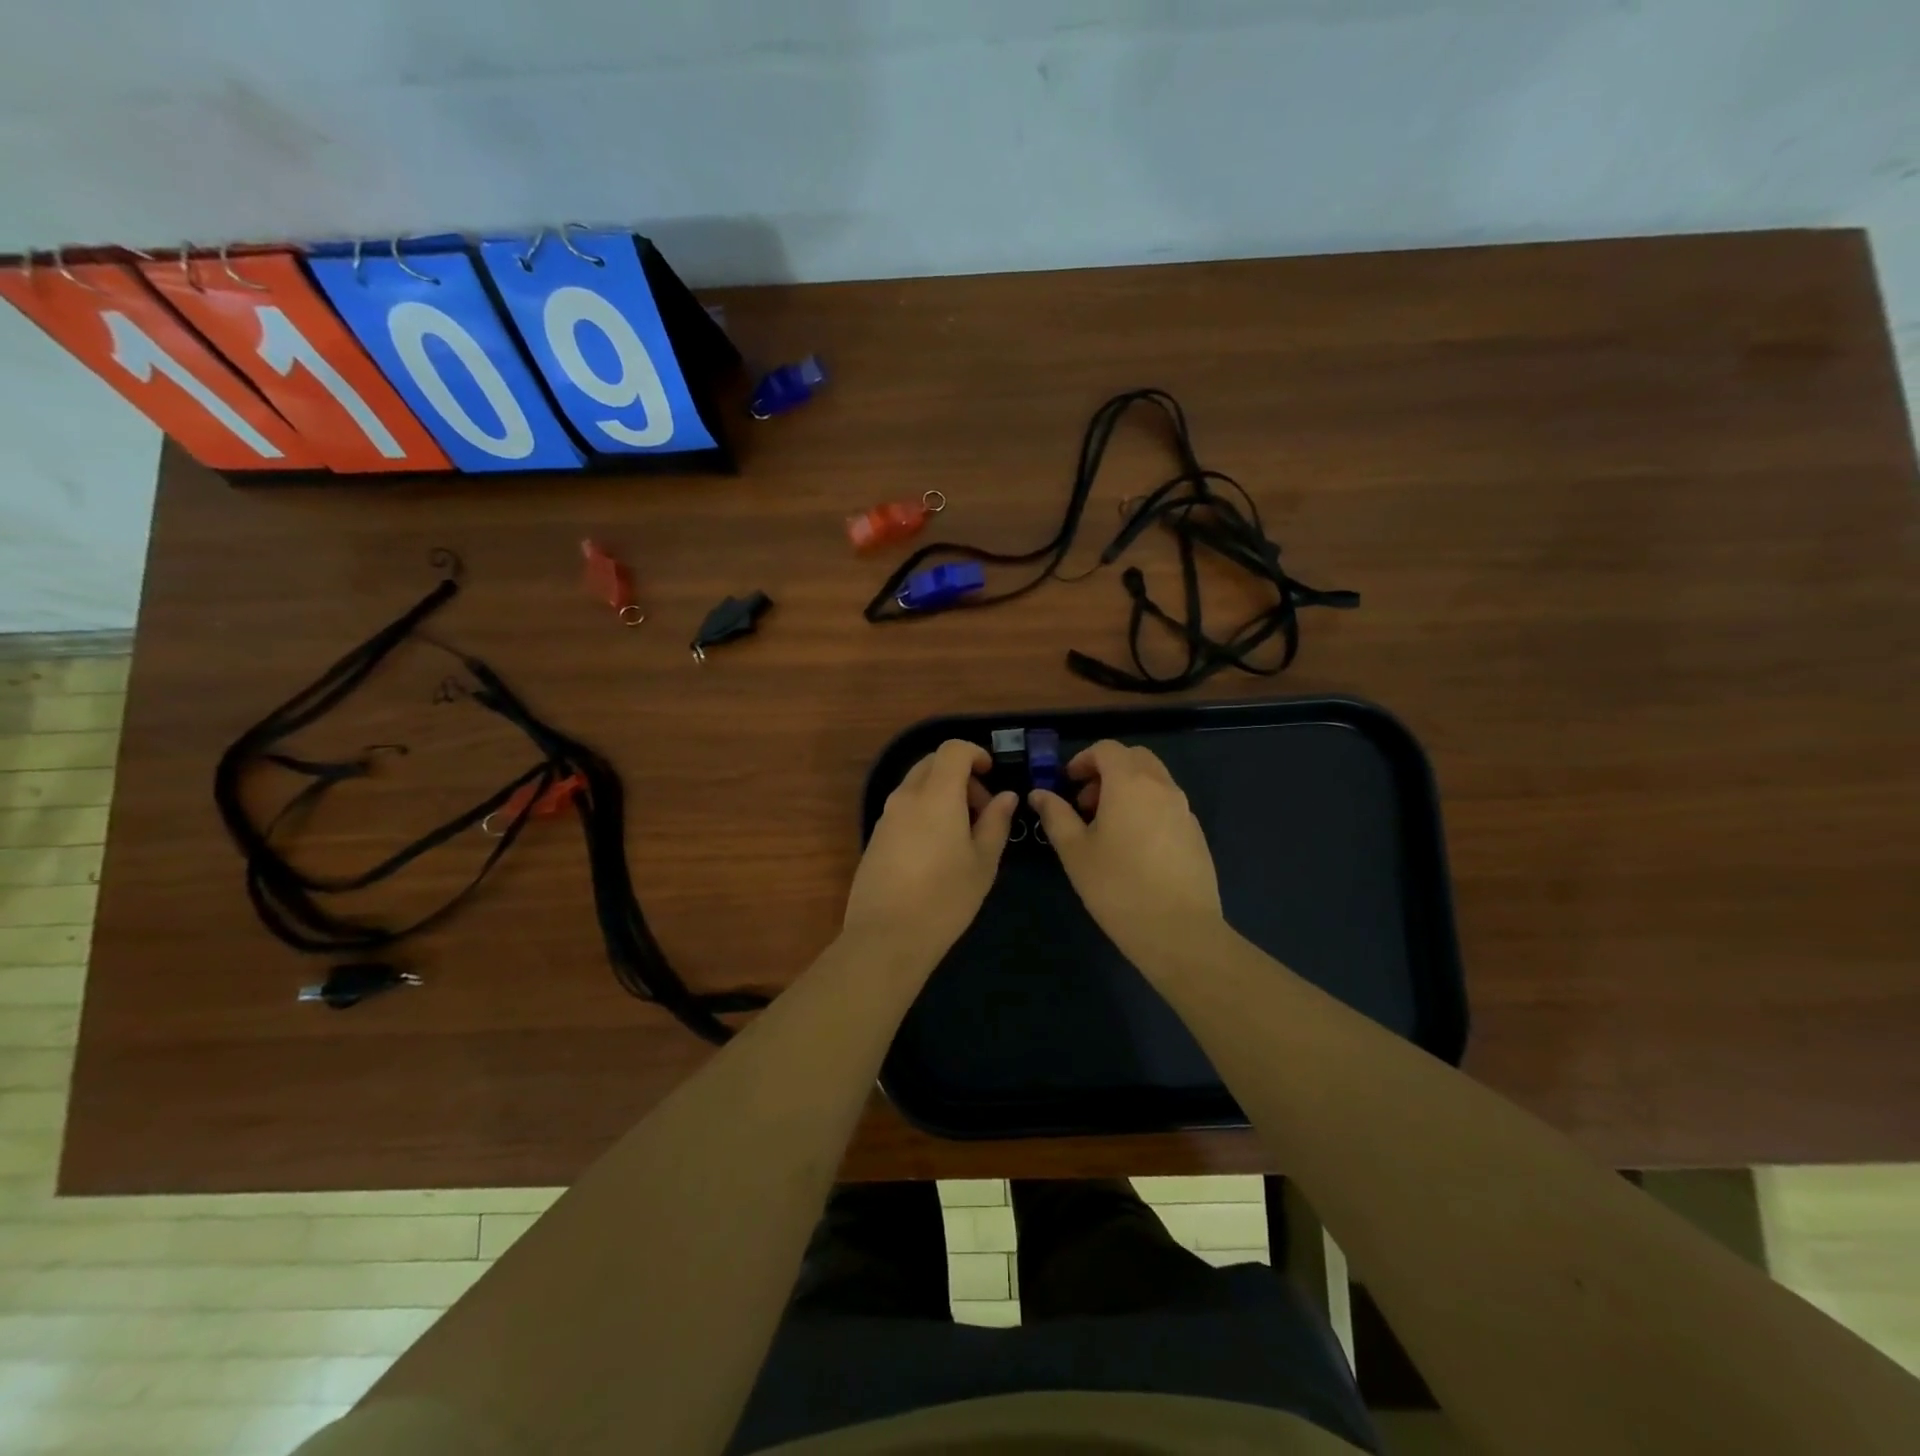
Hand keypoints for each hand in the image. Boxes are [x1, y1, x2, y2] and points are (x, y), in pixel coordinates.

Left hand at [843, 740, 1017, 962]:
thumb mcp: (983, 863)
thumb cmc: (945, 898)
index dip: (975, 753)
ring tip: (961, 835)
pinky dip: (924, 812)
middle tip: (981, 810)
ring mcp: (886, 817)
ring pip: (916, 786)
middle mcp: (906, 797)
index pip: (952, 749)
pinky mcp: (875, 837)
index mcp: (936, 795)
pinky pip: (903, 809)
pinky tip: (936, 851)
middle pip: (932, 764)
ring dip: (941, 795)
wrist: (886, 937)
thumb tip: (1006, 796)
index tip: (991, 774)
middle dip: (960, 775)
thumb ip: (996, 822)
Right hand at [1029, 740, 1223, 963]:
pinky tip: (1133, 846)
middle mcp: (1162, 786)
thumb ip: (1056, 815)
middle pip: (1135, 758)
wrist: (1179, 930)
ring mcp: (1184, 809)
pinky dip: (1146, 807)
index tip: (1068, 783)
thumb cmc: (1117, 887)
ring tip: (1107, 827)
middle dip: (1107, 770)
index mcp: (1130, 783)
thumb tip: (1039, 794)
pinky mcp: (1196, 833)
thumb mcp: (1075, 851)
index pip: (1107, 749)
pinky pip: (1167, 804)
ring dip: (1127, 788)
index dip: (1083, 759)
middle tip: (1086, 802)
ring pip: (1154, 780)